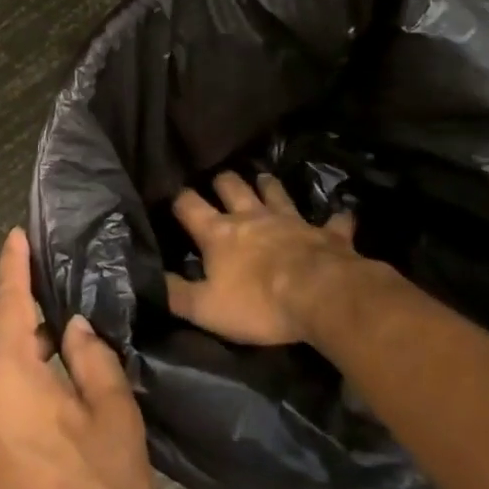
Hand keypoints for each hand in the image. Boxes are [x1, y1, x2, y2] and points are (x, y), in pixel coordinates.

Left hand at [0, 228, 152, 488]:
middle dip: (10, 296)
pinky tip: (42, 369)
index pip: (4, 298)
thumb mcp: (114, 422)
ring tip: (52, 323)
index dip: (13, 262)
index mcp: (2, 375)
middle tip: (50, 282)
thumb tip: (76, 329)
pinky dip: (4, 362)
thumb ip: (95, 362)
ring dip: (8, 332)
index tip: (18, 233)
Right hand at [164, 171, 370, 345]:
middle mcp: (252, 217)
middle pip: (231, 186)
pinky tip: (341, 215)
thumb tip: (148, 278)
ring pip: (275, 192)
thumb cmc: (259, 304)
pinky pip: (334, 221)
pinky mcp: (326, 233)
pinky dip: (336, 218)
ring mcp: (291, 220)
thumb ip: (175, 294)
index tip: (173, 198)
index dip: (178, 199)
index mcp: (219, 233)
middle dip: (222, 181)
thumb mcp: (206, 308)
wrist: (321, 297)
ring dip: (268, 186)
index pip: (189, 205)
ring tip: (264, 180)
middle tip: (219, 182)